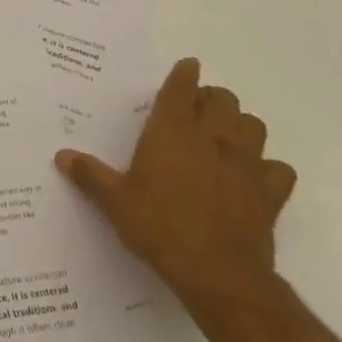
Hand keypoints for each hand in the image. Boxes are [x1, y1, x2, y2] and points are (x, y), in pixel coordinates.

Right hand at [56, 57, 296, 314]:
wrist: (218, 275)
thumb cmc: (160, 228)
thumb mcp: (115, 202)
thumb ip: (90, 175)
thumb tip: (62, 156)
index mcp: (172, 132)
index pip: (181, 88)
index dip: (184, 74)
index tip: (188, 66)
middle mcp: (212, 138)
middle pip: (223, 99)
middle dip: (212, 98)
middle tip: (197, 110)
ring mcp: (245, 165)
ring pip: (254, 126)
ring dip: (241, 125)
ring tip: (225, 136)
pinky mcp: (269, 194)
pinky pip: (278, 169)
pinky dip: (268, 168)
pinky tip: (254, 177)